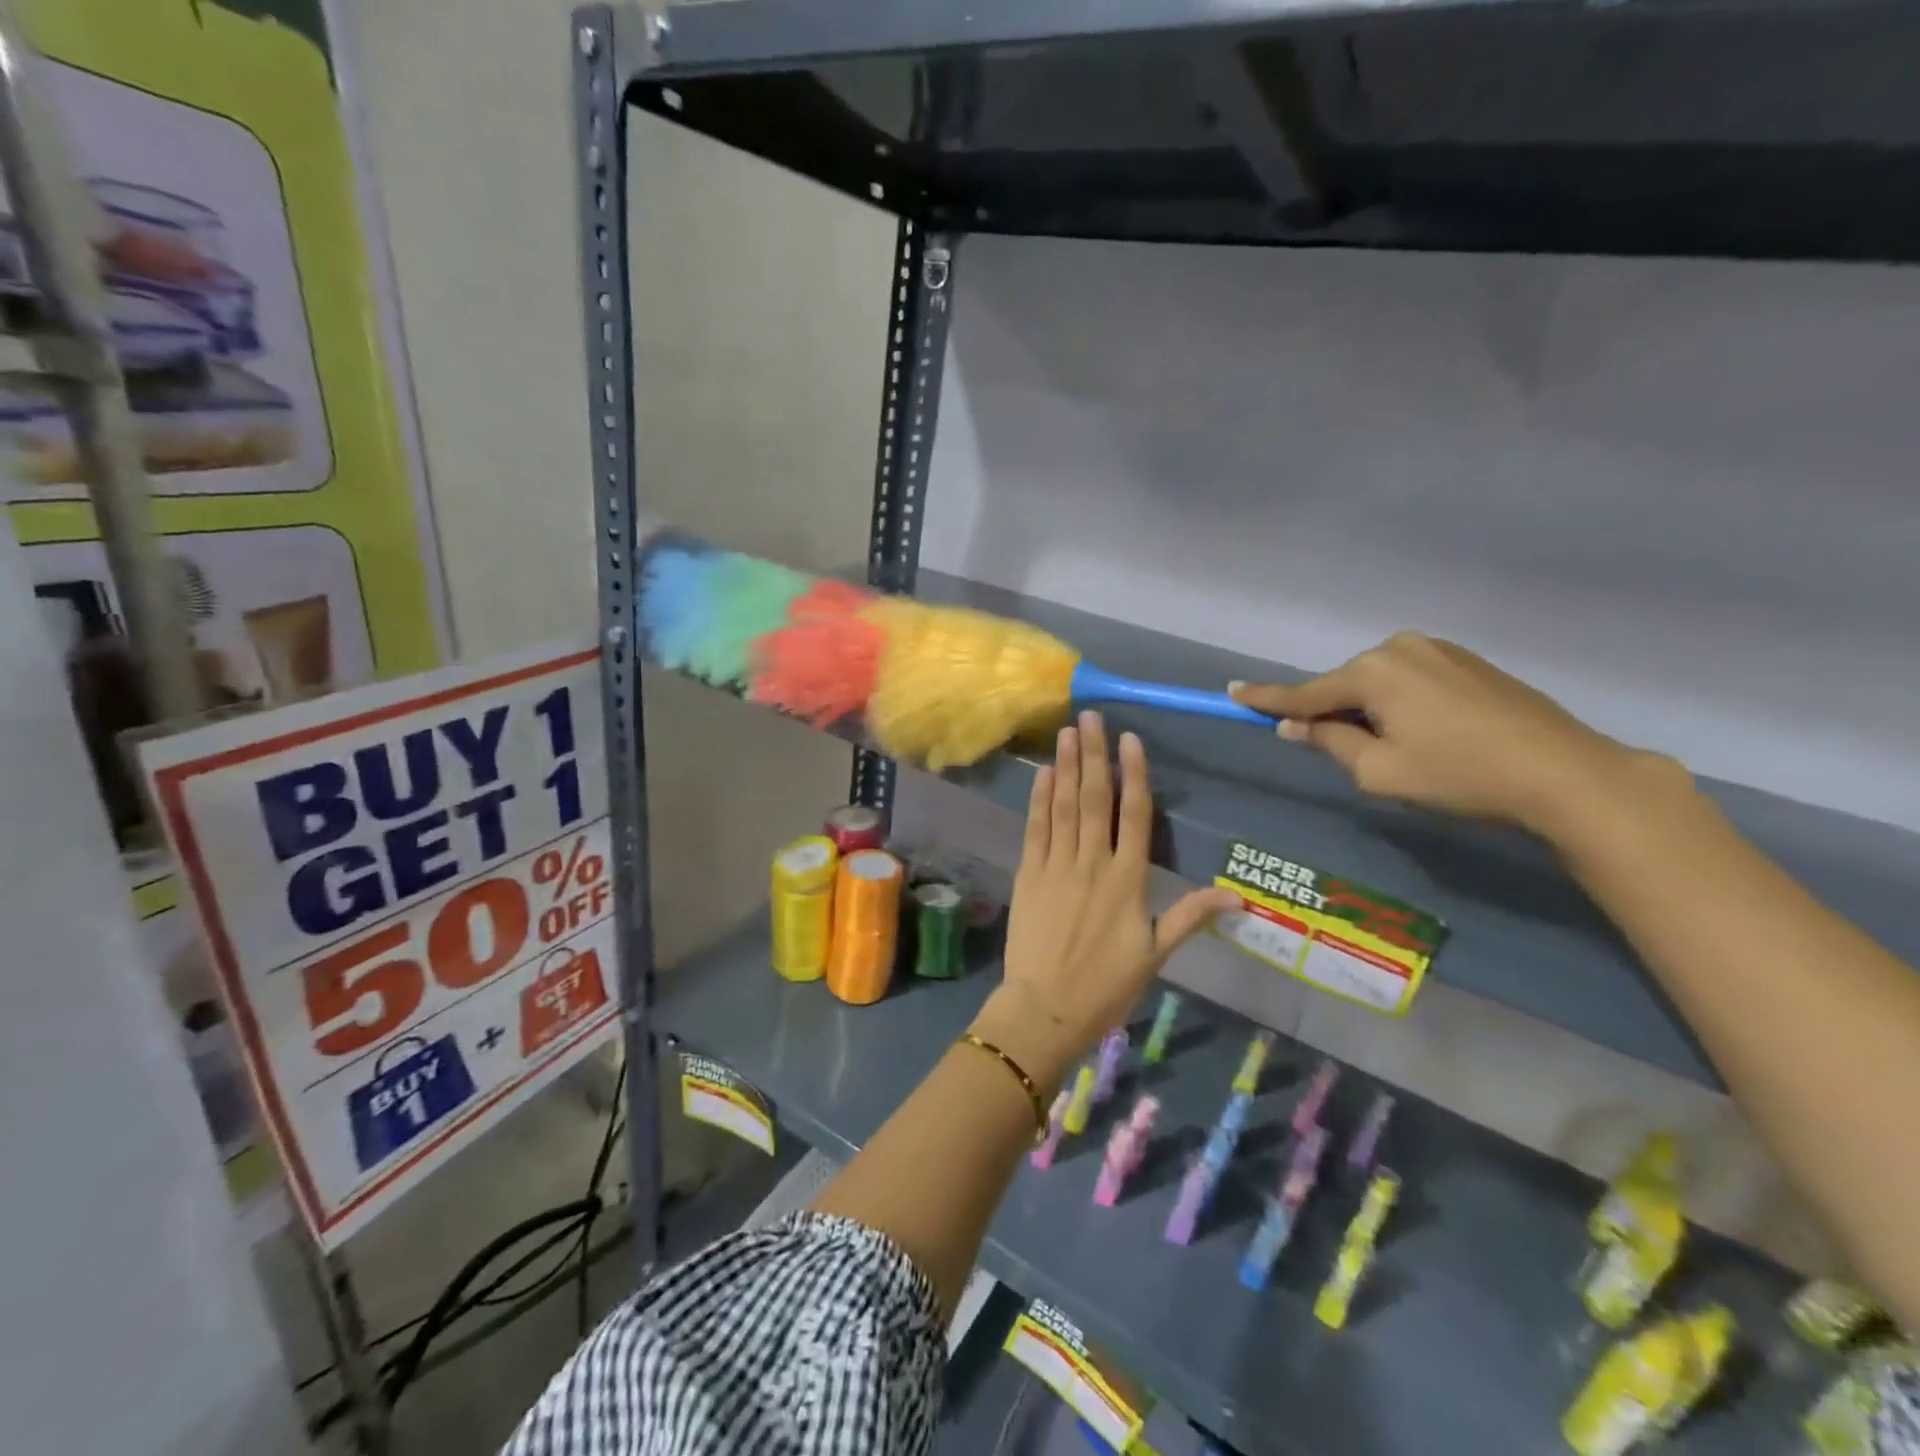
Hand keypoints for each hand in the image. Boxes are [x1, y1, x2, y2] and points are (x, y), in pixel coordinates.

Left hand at [972, 712, 1237, 1093]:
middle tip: (1091, 717)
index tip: (1130, 740)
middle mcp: (1093, 863)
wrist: (1047, 1008)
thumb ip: (1190, 917)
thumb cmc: (1106, 986)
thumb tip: (1238, 897)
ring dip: (1065, 766)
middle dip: (1094, 755)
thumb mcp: (1155, 955)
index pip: (1135, 815)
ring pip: (1064, 806)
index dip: (1134, 775)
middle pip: (1095, 799)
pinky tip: (1042, 773)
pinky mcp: (1029, 874)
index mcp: (1129, 880)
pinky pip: (1036, 828)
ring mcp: (1057, 866)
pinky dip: (1039, 799)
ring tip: (1067, 732)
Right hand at [1230, 633, 1667, 837]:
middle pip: (1344, 684)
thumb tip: (1295, 726)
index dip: (1265, 699)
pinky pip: (1411, 679)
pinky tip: (1427, 734)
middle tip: (1338, 749)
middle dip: (1333, 712)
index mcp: (1372, 672)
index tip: (1230, 692)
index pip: (1304, 693)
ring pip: (1379, 682)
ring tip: (1396, 749)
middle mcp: (1399, 648)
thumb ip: (1330, 741)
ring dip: (1370, 709)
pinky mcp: (1468, 661)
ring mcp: (1438, 650)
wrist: (1563, 772)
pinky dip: (1401, 703)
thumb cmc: (1458, 774)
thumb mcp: (1379, 770)